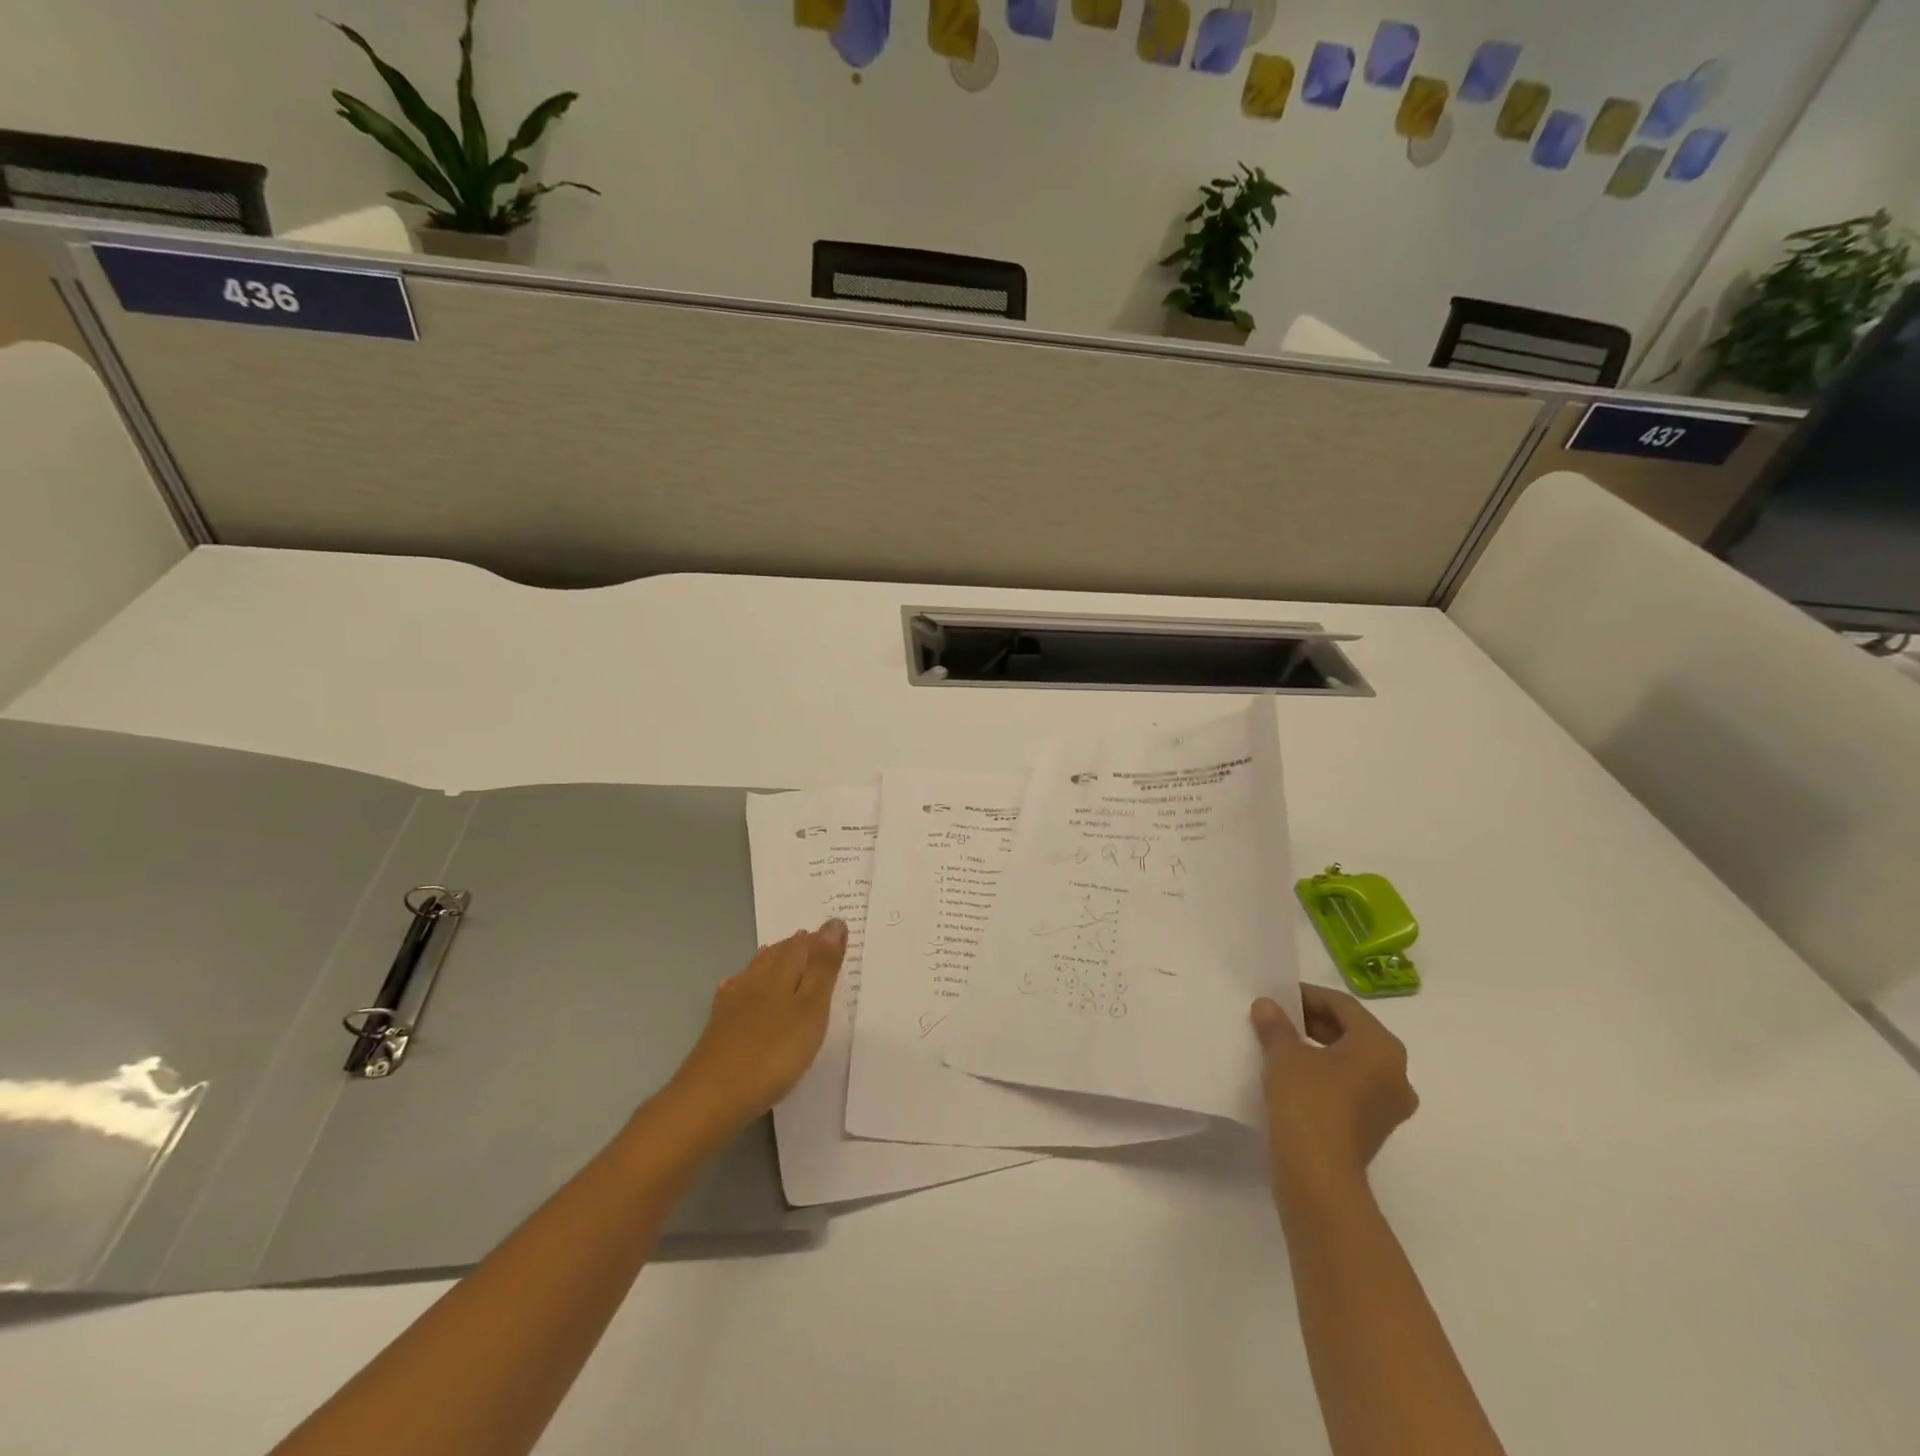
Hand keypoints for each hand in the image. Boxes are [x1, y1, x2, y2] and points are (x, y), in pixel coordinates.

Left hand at [668, 920, 847, 1132]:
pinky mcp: (717, 1027)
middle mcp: (755, 982)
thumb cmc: (774, 1053)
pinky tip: (734, 987)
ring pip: (754, 972)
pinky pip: (732, 993)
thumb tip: (834, 924)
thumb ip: (823, 968)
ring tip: (776, 951)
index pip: (802, 947)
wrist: (712, 1096)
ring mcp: (732, 1005)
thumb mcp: (810, 1010)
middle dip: (794, 945)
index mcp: (781, 975)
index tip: (835, 927)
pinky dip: (740, 984)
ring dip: (768, 960)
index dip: (819, 938)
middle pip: (776, 956)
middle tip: (808, 937)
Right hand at [1251, 984, 1417, 1196]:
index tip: (1278, 996)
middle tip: (1278, 1019)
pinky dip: (1326, 1076)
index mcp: (1382, 1047)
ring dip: (1319, 1050)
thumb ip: (1276, 1025)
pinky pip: (1352, 1088)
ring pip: (1352, 1062)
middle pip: (1352, 1033)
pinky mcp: (1375, 1129)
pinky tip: (1294, 1077)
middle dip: (1314, 1023)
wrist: (1319, 1176)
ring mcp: (1390, 1106)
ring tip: (1282, 1047)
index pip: (1344, 1006)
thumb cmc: (1308, 1101)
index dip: (1308, 996)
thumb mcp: (1284, 1054)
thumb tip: (1267, 1006)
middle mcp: (1397, 1073)